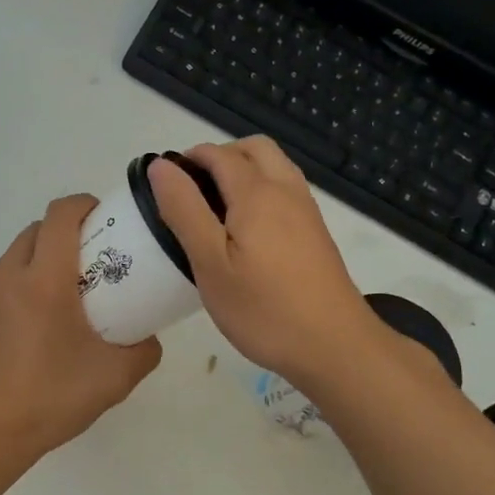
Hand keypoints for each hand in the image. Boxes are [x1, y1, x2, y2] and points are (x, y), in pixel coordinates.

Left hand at [0, 194, 162, 465]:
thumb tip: (147, 335)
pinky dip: (12, 292)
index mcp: (44, 280)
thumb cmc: (52, 398)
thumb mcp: (116, 377)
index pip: (61, 215)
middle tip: (87, 265)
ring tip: (54, 303)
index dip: (84, 205)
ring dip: (36, 265)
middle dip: (63, 235)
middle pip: (36, 231)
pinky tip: (23, 332)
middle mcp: (6, 275)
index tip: (103, 219)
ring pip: (12, 258)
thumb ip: (144, 349)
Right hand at [149, 138, 381, 383]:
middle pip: (255, 148)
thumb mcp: (210, 263)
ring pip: (275, 167)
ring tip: (216, 209)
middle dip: (221, 156)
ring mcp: (307, 211)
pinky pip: (286, 191)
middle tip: (193, 190)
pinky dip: (263, 190)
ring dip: (245, 171)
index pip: (219, 154)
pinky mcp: (316, 233)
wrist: (334, 345)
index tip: (166, 182)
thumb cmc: (263, 308)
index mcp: (257, 193)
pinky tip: (247, 231)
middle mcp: (286, 190)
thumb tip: (161, 165)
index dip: (189, 158)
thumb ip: (184, 209)